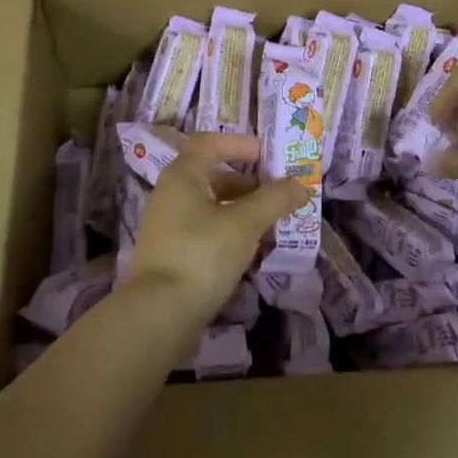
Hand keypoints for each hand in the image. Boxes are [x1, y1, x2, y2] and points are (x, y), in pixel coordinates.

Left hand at [123, 132, 307, 324]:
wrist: (158, 315)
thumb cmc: (202, 254)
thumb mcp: (246, 223)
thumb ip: (275, 199)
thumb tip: (300, 184)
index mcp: (183, 175)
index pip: (210, 143)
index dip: (240, 144)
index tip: (267, 155)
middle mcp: (170, 194)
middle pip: (212, 176)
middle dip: (247, 184)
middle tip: (277, 197)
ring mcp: (167, 227)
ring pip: (209, 207)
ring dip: (241, 211)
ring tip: (270, 227)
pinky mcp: (170, 255)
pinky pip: (203, 231)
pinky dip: (228, 233)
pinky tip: (248, 252)